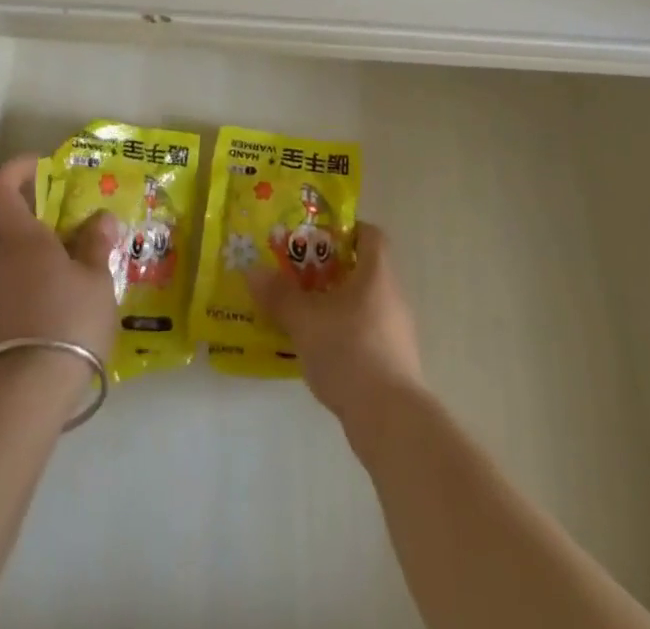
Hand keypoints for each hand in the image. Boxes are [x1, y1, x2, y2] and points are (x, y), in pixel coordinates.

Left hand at [0, 157, 121, 364]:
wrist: (26, 396)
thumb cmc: (67, 321)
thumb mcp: (96, 279)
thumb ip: (96, 244)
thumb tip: (100, 218)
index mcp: (21, 239)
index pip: (0, 187)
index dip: (17, 168)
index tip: (43, 165)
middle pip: (15, 226)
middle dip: (47, 221)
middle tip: (85, 229)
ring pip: (18, 260)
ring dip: (47, 257)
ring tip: (86, 270)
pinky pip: (18, 288)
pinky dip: (41, 285)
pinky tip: (70, 305)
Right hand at [248, 221, 422, 422]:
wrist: (390, 419)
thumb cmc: (349, 351)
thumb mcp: (305, 320)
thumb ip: (279, 295)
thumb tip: (253, 271)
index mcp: (377, 273)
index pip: (369, 235)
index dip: (344, 231)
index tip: (315, 240)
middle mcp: (392, 296)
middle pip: (362, 270)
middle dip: (328, 271)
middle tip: (296, 278)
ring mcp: (396, 332)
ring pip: (362, 304)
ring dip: (333, 306)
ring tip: (301, 316)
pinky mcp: (394, 363)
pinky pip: (364, 334)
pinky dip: (342, 335)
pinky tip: (318, 352)